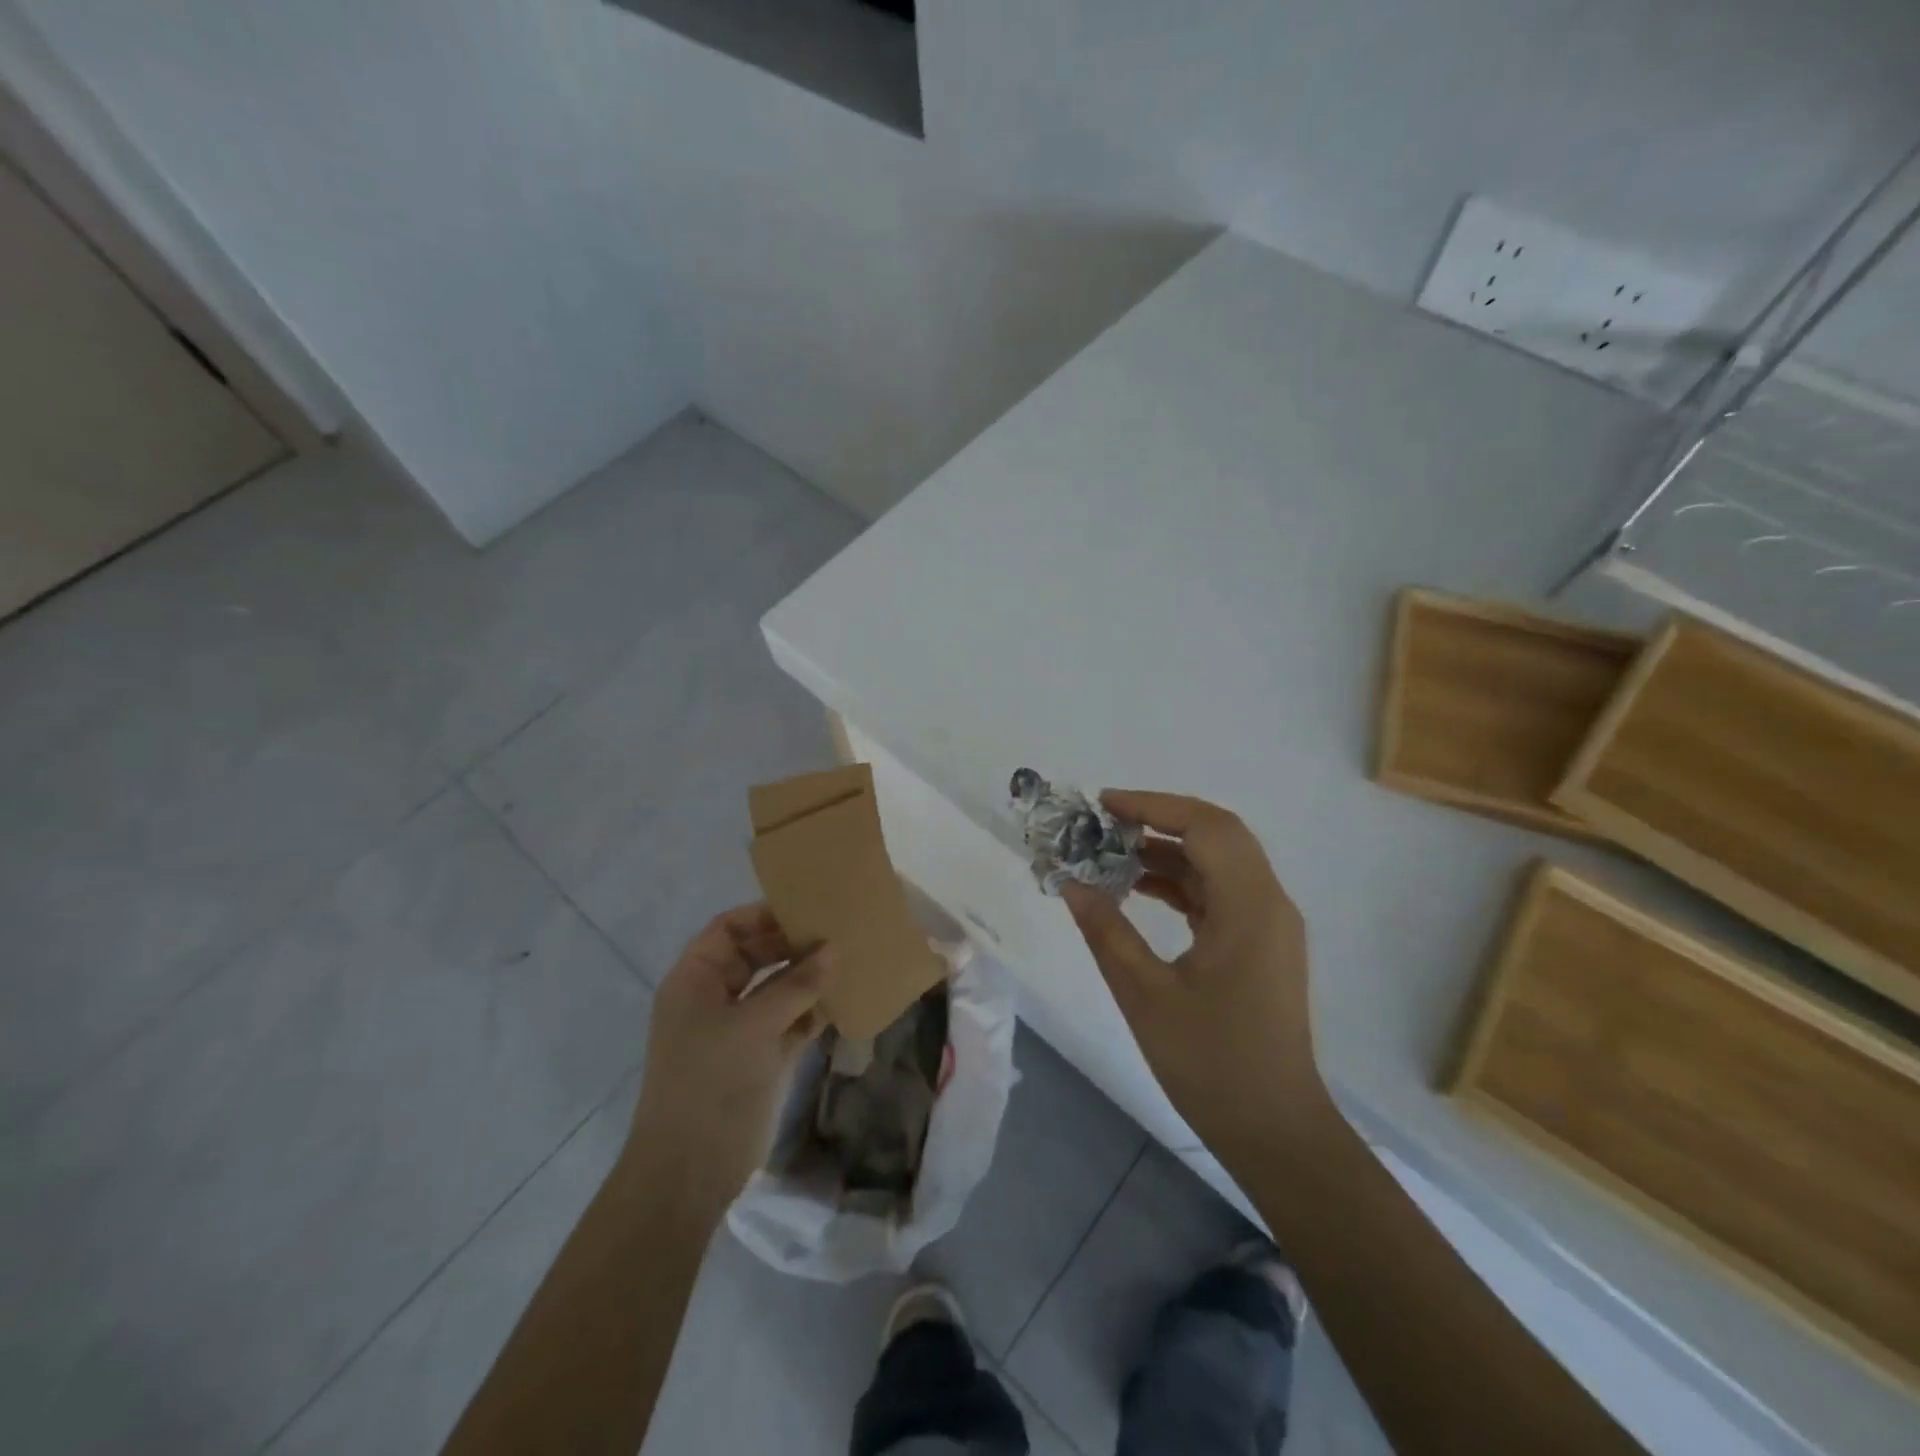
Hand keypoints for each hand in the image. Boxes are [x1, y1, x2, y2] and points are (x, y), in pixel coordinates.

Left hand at [623, 903, 830, 1218]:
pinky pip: (790, 1021)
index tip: (807, 908)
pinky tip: (844, 1000)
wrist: (690, 1172)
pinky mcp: (759, 1057)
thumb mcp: (753, 1025)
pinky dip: (812, 1011)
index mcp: (695, 980)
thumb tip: (834, 949)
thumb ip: (796, 985)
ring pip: (776, 989)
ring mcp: (738, 1030)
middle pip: (756, 956)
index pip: (728, 929)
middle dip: (793, 945)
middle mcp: (714, 998)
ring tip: (849, 960)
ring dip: (808, 978)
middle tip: (837, 933)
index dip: (763, 915)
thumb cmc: (711, 1083)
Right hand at [1061, 791, 1322, 1162]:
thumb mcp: (1145, 995)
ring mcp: (1269, 925)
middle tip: (1104, 826)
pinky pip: (1220, 893)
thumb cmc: (1211, 1064)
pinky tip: (1140, 890)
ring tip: (1111, 856)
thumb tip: (1072, 884)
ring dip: (1168, 851)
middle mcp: (1269, 904)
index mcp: (1250, 907)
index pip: (1206, 827)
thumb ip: (1107, 931)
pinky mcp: (1261, 945)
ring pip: (1219, 863)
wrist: (1276, 1131)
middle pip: (1217, 835)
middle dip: (1159, 821)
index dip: (1154, 806)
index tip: (1103, 806)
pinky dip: (1181, 881)